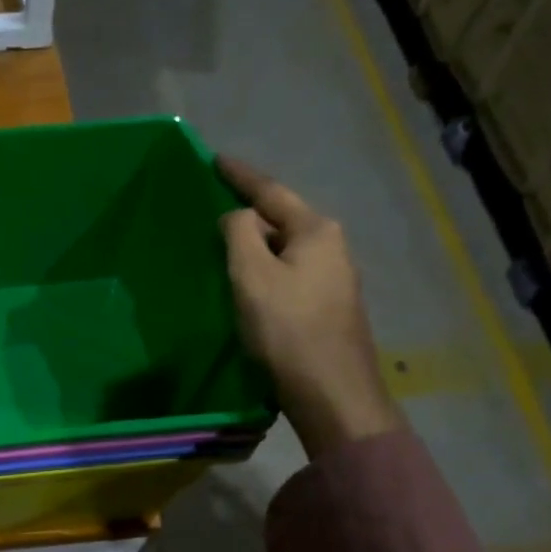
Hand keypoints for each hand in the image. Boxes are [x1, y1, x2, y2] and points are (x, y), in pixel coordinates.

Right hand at [218, 156, 400, 458]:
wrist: (332, 391)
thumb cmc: (287, 330)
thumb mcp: (252, 276)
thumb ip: (240, 235)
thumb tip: (237, 216)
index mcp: (317, 231)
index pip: (272, 192)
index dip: (241, 176)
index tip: (215, 159)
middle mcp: (333, 247)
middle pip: (283, 220)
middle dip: (250, 215)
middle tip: (215, 212)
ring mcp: (336, 279)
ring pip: (287, 250)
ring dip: (258, 247)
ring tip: (226, 249)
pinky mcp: (329, 308)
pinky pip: (291, 275)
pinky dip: (267, 272)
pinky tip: (251, 286)